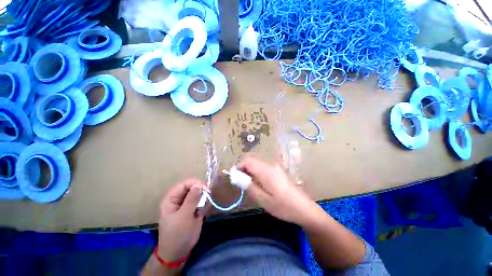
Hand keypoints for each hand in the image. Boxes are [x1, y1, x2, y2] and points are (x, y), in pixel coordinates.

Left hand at [157, 179, 209, 262]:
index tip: (206, 189)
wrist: (178, 253)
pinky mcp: (194, 209)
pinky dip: (205, 203)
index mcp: (172, 199)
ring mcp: (187, 204)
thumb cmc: (177, 234)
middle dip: (201, 190)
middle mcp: (180, 199)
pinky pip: (201, 201)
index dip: (195, 184)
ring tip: (205, 205)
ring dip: (204, 197)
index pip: (184, 185)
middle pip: (192, 187)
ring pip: (198, 194)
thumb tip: (199, 185)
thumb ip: (191, 200)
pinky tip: (205, 209)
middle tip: (209, 195)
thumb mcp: (183, 217)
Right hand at [238, 157, 318, 225]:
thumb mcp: (263, 199)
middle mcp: (270, 166)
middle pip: (252, 162)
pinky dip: (257, 174)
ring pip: (258, 165)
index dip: (239, 167)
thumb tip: (237, 177)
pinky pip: (264, 169)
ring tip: (249, 185)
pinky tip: (259, 185)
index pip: (248, 161)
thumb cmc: (282, 206)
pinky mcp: (278, 172)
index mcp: (265, 171)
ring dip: (250, 172)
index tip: (234, 177)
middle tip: (241, 183)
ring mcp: (275, 169)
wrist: (304, 208)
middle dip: (244, 170)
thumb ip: (249, 186)